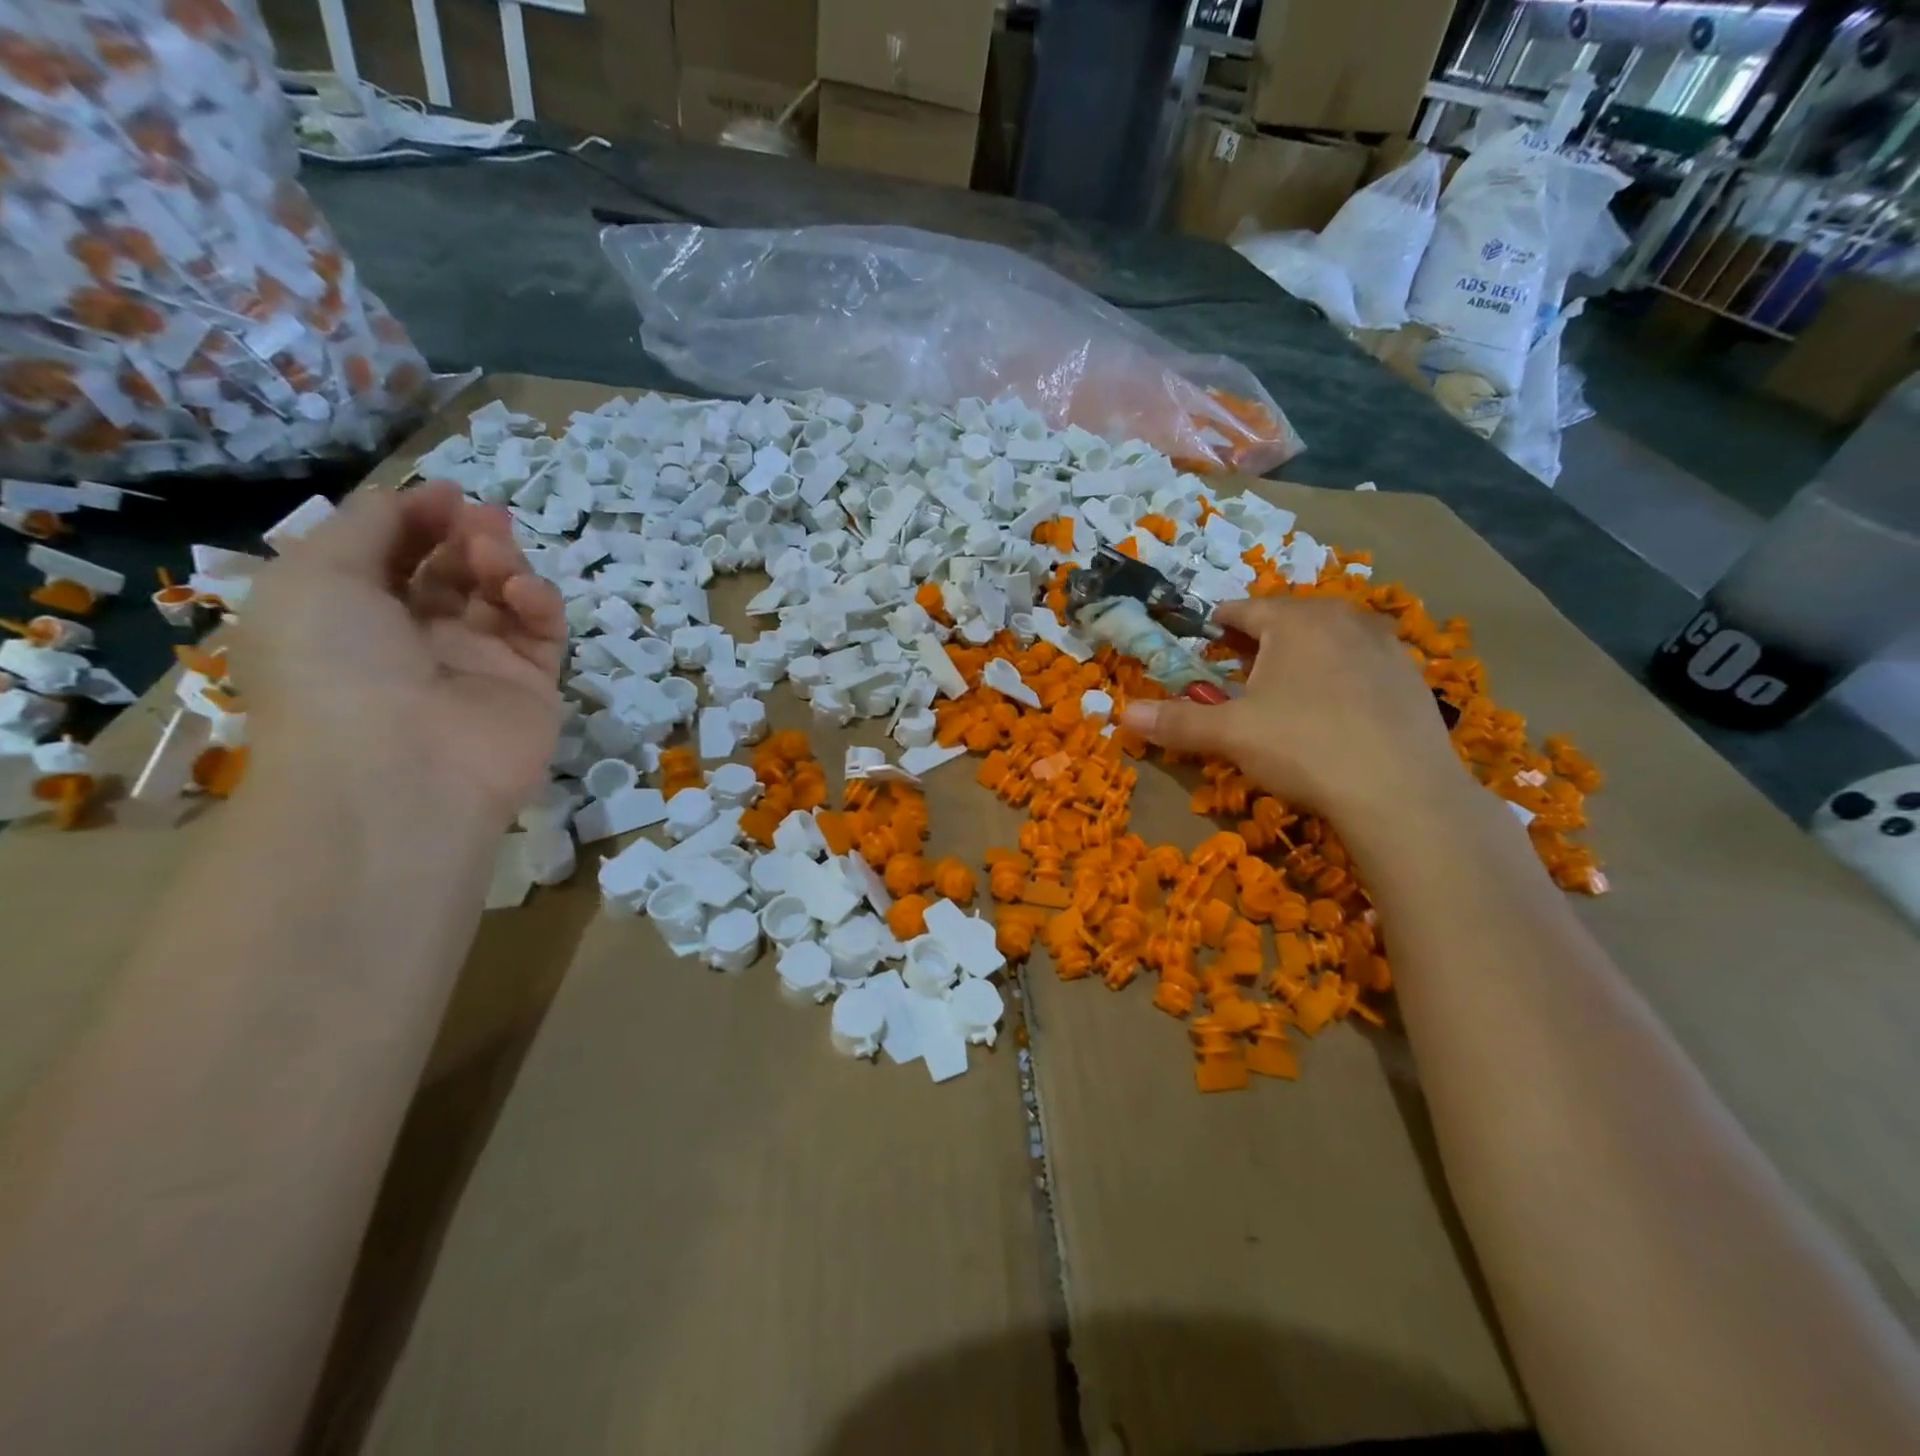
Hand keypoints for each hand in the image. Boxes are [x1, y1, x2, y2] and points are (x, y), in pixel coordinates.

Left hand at [236, 482, 565, 820]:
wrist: (402, 768)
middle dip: (467, 536)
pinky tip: (523, 594)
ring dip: (503, 562)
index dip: (420, 520)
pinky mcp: (533, 685)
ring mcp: (480, 665)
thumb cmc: (337, 665)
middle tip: (481, 522)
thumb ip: (366, 526)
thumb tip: (415, 498)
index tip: (448, 493)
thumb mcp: (315, 576)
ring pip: (502, 595)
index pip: (396, 557)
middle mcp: (417, 640)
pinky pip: (542, 631)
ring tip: (496, 558)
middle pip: (454, 571)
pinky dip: (539, 602)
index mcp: (354, 618)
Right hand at [1119, 595, 1467, 825]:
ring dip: (1302, 656)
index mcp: (1296, 620)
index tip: (1205, 637)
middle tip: (1239, 669)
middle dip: (1260, 640)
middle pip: (1289, 619)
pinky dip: (1340, 677)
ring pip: (1329, 640)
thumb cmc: (1305, 747)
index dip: (1219, 623)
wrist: (1402, 793)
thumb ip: (1177, 721)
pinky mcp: (1413, 679)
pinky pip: (1362, 665)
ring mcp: (1387, 647)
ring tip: (1285, 690)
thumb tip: (1124, 714)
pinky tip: (1333, 713)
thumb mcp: (1230, 734)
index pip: (1245, 609)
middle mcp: (1344, 619)